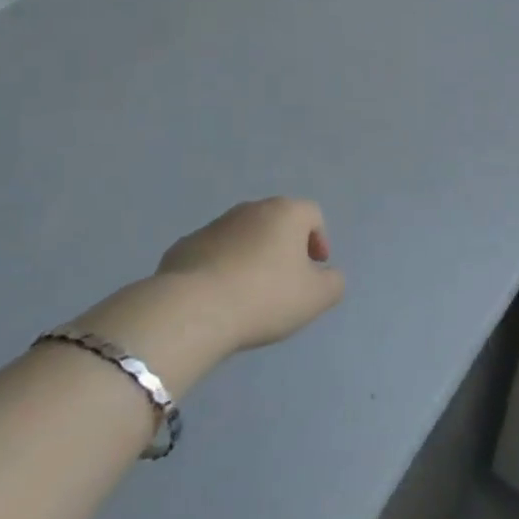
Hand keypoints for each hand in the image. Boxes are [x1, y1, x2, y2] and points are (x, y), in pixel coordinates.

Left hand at [153, 197, 345, 352]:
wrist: (193, 309)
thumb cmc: (265, 296)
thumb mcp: (316, 298)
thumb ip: (333, 283)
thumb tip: (328, 276)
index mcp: (285, 212)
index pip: (312, 214)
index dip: (319, 240)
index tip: (315, 269)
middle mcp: (250, 209)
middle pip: (276, 222)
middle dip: (284, 247)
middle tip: (285, 281)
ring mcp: (214, 225)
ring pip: (243, 236)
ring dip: (251, 256)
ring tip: (249, 293)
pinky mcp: (184, 246)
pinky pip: (212, 253)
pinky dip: (221, 268)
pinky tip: (218, 297)